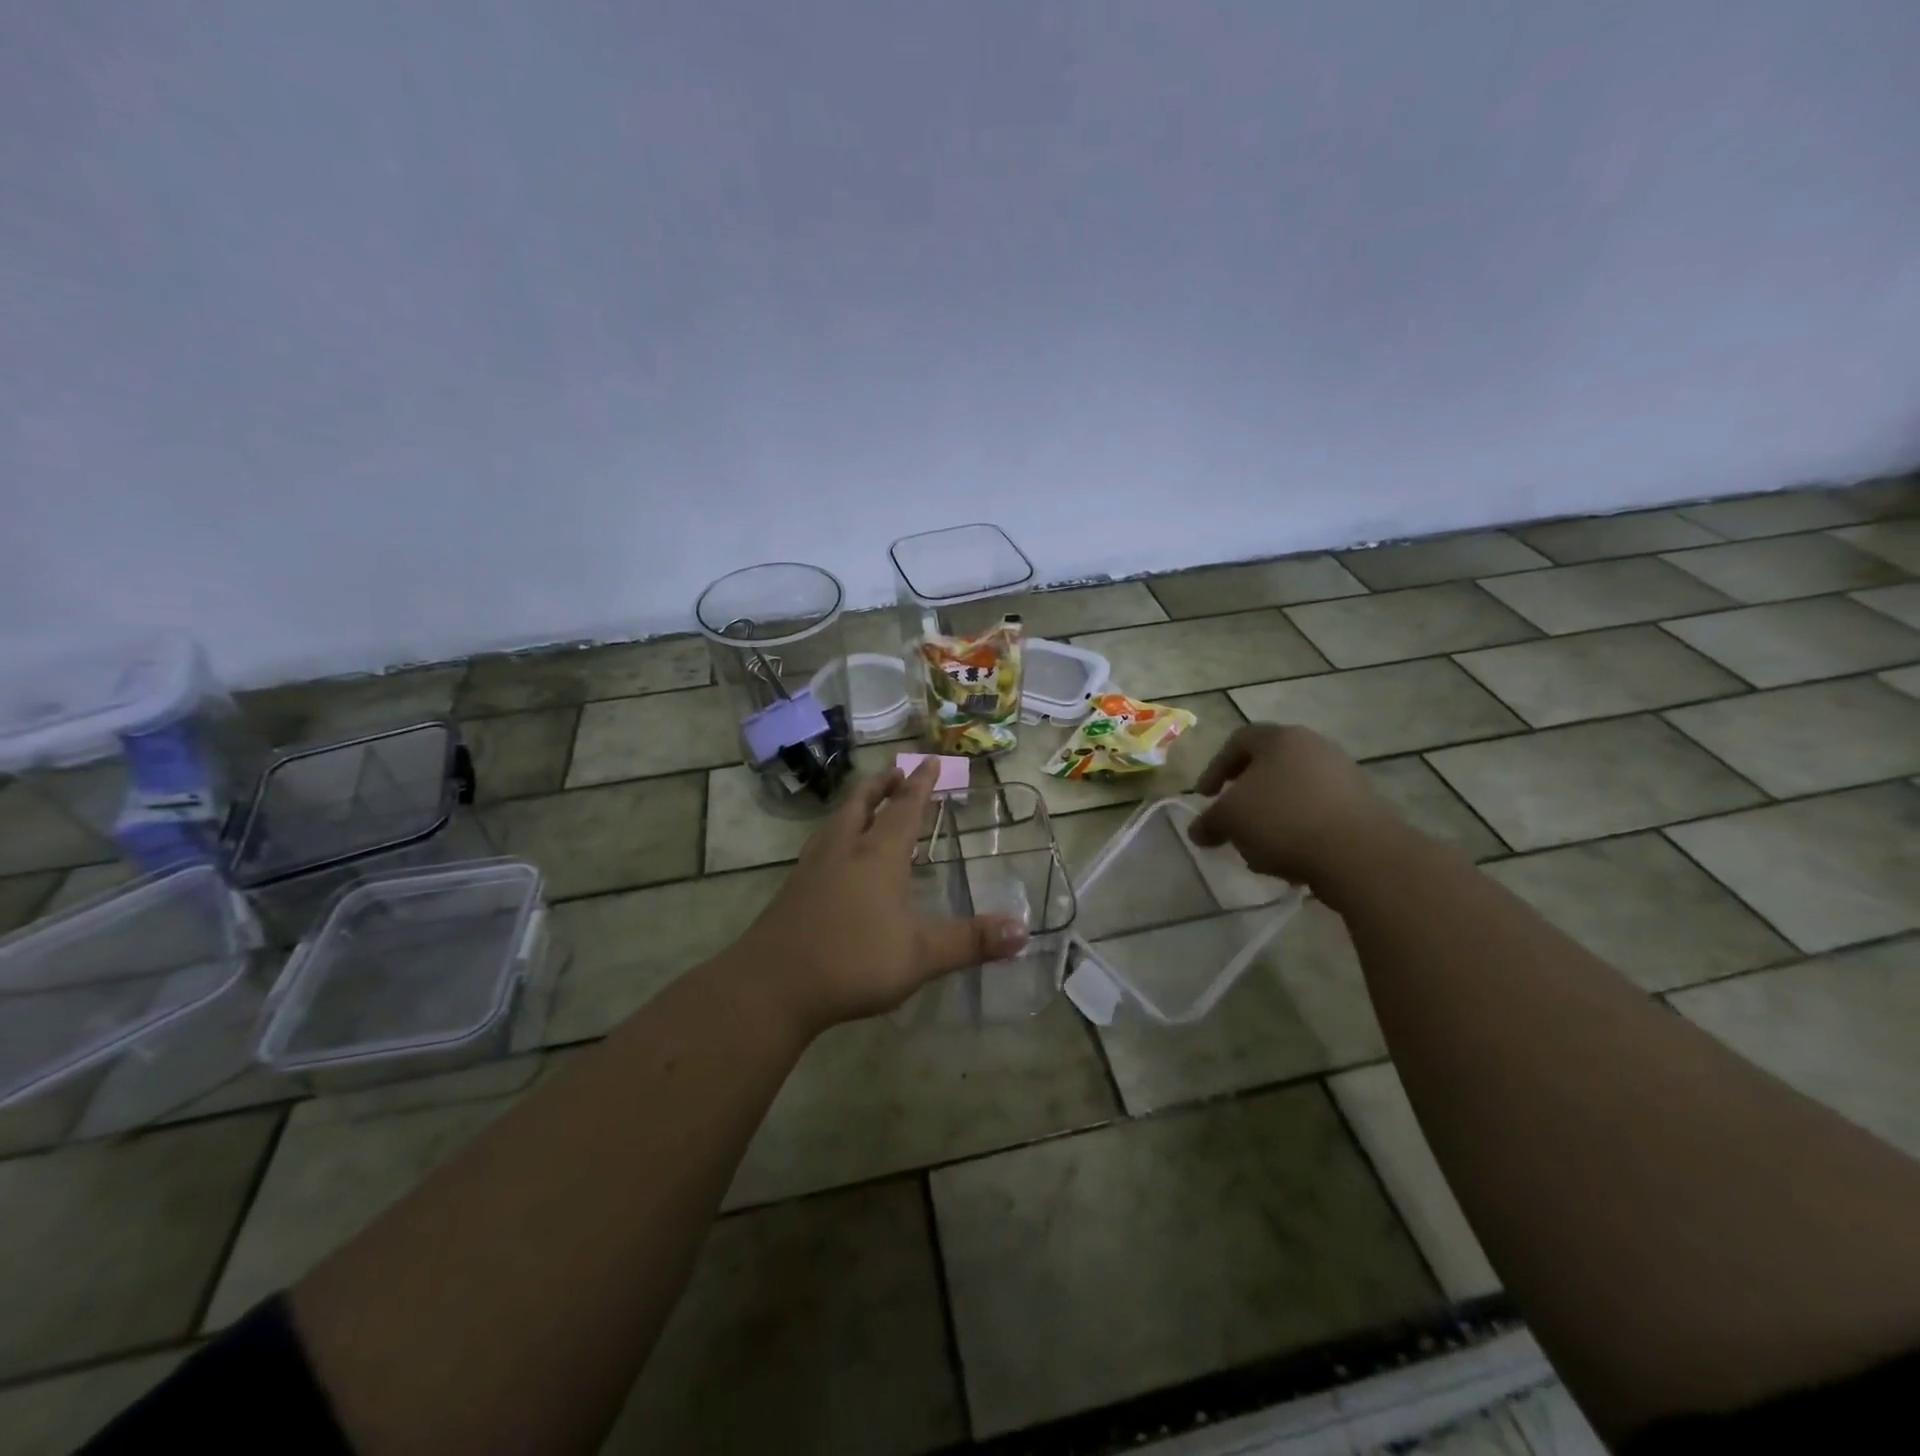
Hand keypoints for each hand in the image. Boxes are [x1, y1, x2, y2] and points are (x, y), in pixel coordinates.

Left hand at [733, 760, 1029, 1032]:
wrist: (772, 986)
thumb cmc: (852, 962)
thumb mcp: (921, 955)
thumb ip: (971, 942)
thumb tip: (1023, 931)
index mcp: (878, 857)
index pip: (904, 809)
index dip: (920, 785)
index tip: (929, 761)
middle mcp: (844, 851)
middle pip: (862, 805)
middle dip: (882, 786)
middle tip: (895, 771)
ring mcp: (813, 869)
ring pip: (836, 823)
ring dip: (856, 805)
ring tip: (864, 803)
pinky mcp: (793, 891)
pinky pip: (820, 847)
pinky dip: (836, 834)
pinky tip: (835, 855)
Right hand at [1187, 723, 1405, 888]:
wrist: (1360, 854)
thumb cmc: (1283, 820)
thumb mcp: (1230, 820)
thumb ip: (1209, 822)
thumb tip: (1198, 831)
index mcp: (1280, 738)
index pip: (1238, 740)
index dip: (1215, 768)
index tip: (1205, 797)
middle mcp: (1315, 747)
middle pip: (1270, 765)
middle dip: (1246, 793)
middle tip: (1232, 818)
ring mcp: (1345, 775)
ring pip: (1295, 790)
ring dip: (1273, 815)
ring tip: (1260, 845)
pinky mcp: (1365, 806)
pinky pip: (1320, 812)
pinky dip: (1300, 829)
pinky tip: (1292, 857)